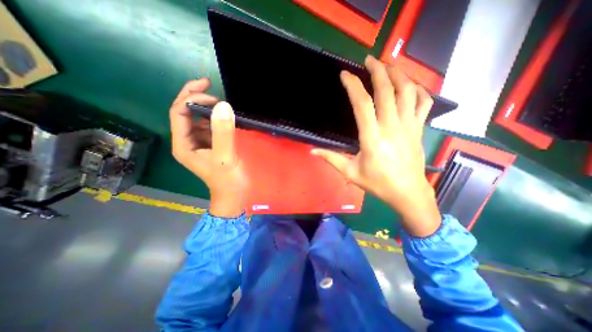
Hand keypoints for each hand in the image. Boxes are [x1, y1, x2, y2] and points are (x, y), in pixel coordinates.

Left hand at [168, 78, 247, 217]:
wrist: (234, 193)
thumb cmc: (227, 179)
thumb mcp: (225, 157)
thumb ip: (223, 133)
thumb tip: (223, 105)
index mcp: (183, 144)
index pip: (179, 112)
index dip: (191, 98)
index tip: (212, 93)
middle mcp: (187, 141)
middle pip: (184, 112)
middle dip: (195, 97)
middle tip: (212, 87)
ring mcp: (199, 142)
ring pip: (197, 117)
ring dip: (207, 106)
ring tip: (222, 103)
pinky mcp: (211, 144)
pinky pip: (209, 125)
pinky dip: (216, 117)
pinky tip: (225, 116)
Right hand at [312, 56, 440, 237]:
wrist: (407, 192)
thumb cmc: (377, 183)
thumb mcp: (351, 173)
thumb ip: (331, 159)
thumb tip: (313, 151)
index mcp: (372, 138)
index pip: (362, 104)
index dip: (353, 86)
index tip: (345, 75)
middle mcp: (391, 127)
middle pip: (387, 90)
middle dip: (378, 70)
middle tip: (369, 60)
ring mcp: (408, 126)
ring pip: (408, 91)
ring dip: (399, 74)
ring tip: (388, 66)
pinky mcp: (419, 129)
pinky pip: (424, 103)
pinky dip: (419, 90)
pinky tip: (410, 86)